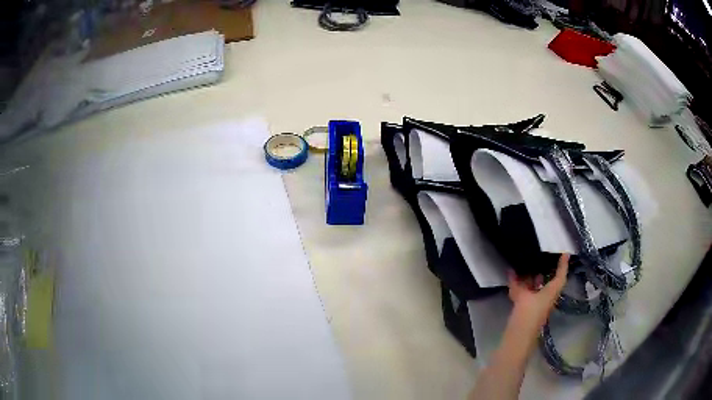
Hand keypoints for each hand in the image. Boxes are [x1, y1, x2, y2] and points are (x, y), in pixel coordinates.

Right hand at [508, 254, 569, 332]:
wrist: (518, 339)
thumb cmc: (527, 316)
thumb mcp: (523, 298)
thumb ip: (516, 284)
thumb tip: (510, 270)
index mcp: (550, 294)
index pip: (560, 276)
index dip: (563, 265)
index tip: (565, 253)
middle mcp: (544, 298)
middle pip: (548, 281)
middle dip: (546, 269)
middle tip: (542, 254)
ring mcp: (534, 304)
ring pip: (535, 287)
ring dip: (531, 277)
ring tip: (526, 262)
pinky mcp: (524, 309)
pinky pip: (524, 293)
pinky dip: (518, 284)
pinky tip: (511, 276)